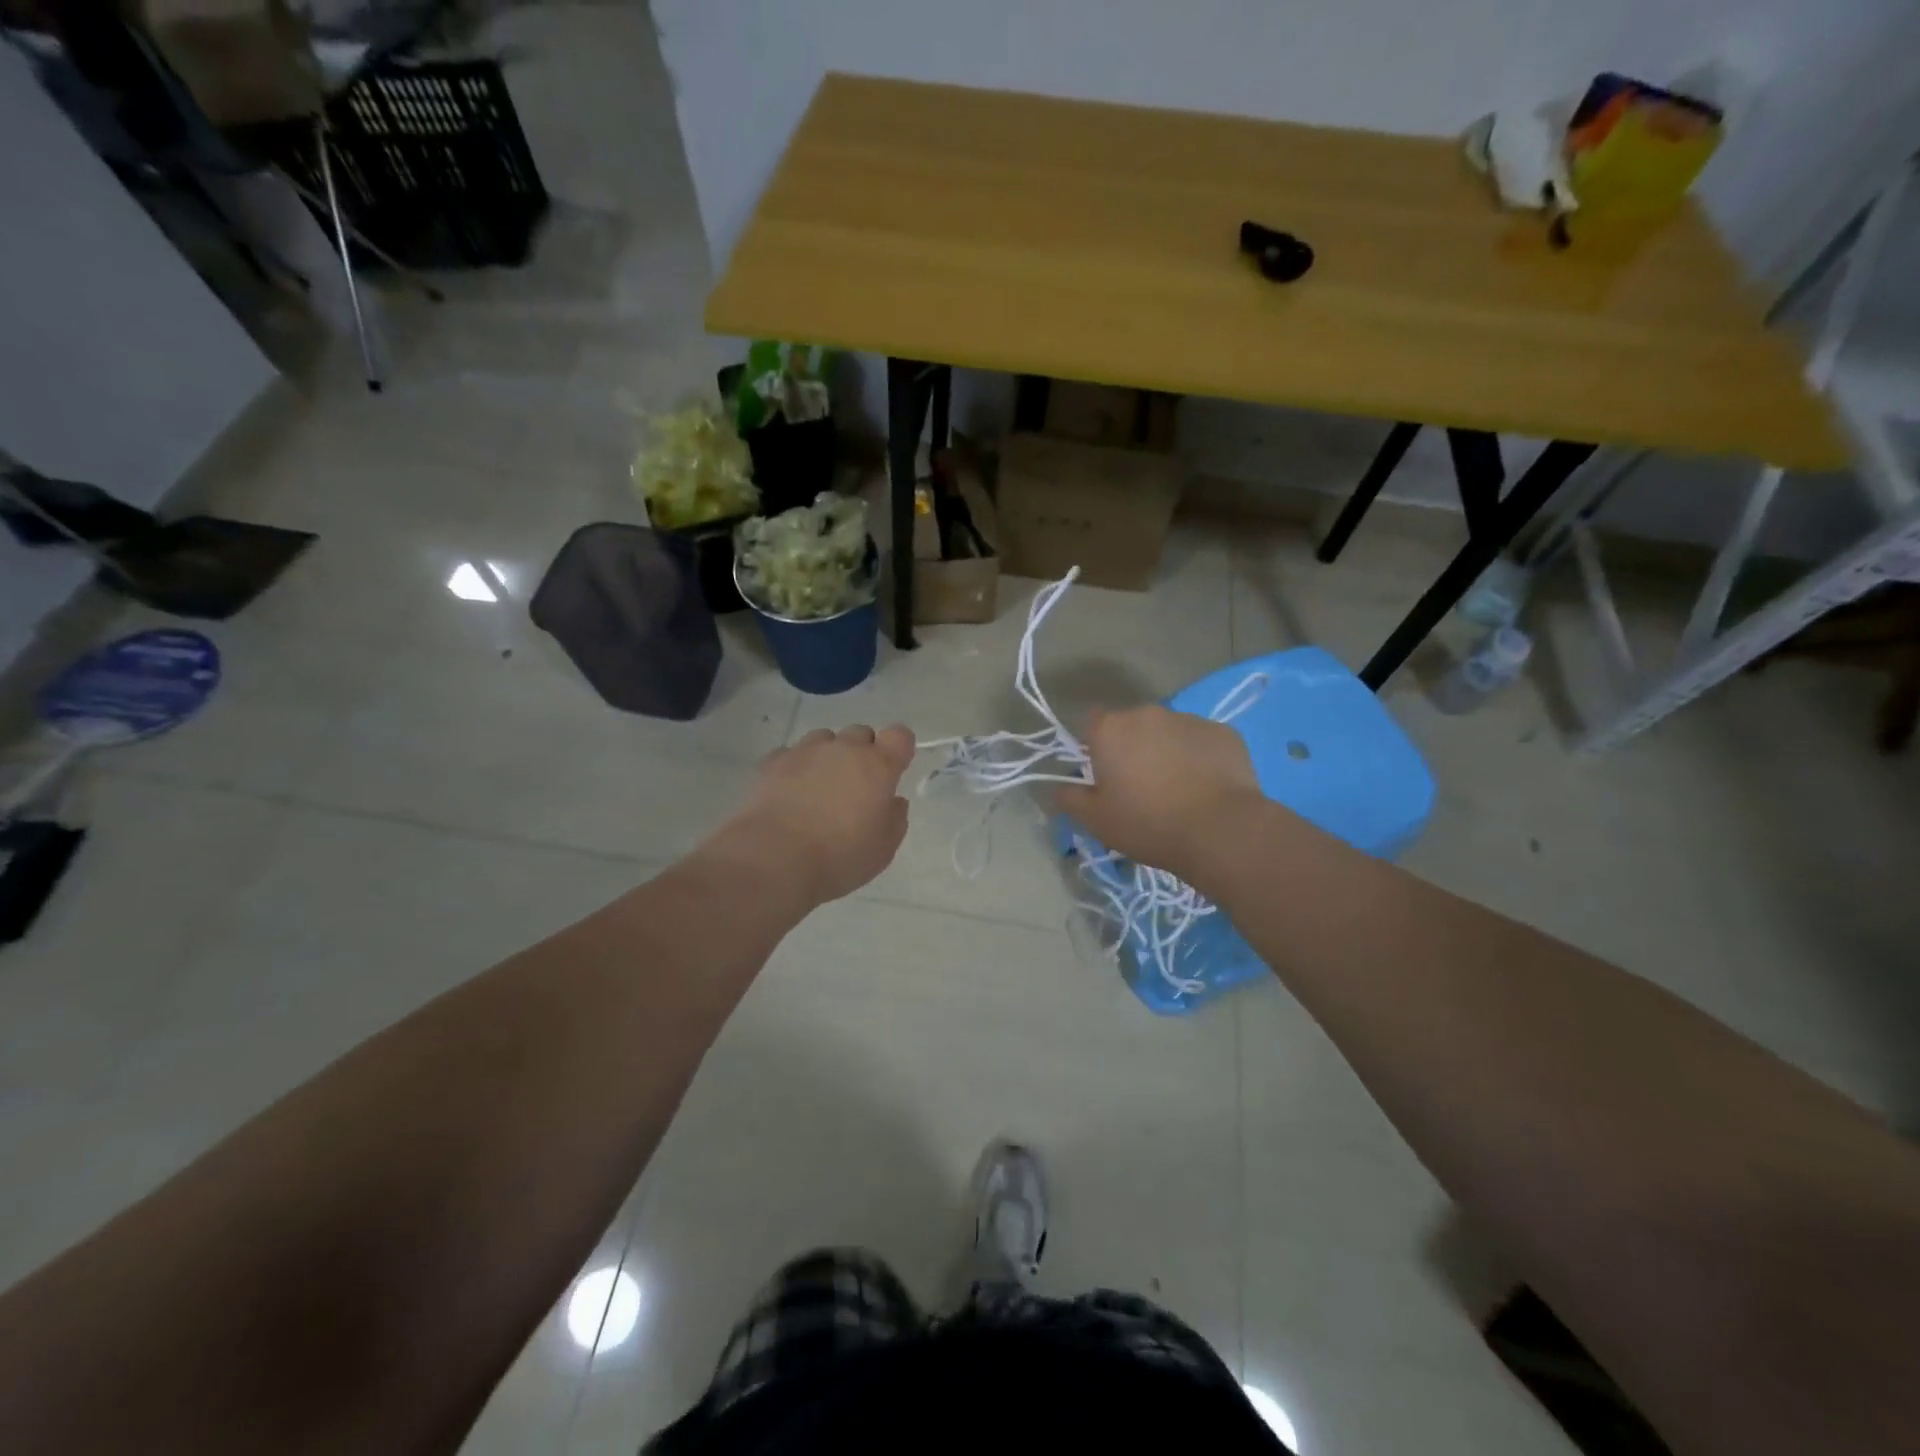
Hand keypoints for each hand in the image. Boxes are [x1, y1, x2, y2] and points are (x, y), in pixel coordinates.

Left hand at [717, 725, 914, 906]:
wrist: (775, 858)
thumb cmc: (839, 857)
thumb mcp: (883, 849)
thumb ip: (894, 819)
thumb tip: (893, 802)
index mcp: (878, 766)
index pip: (899, 735)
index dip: (898, 749)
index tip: (894, 769)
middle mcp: (844, 749)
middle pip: (860, 733)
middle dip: (862, 753)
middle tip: (856, 786)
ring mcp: (806, 751)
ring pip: (824, 739)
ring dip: (827, 756)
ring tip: (819, 787)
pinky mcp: (773, 762)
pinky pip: (791, 754)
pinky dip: (795, 767)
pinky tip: (790, 791)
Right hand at [1054, 706, 1260, 879]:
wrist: (1220, 830)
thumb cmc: (1148, 823)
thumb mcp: (1096, 820)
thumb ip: (1069, 798)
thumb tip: (1060, 787)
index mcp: (1111, 729)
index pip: (1091, 724)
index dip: (1094, 748)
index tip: (1104, 776)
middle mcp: (1148, 713)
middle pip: (1131, 726)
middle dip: (1132, 749)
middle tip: (1140, 787)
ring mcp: (1189, 719)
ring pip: (1168, 732)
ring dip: (1166, 751)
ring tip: (1178, 789)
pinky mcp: (1223, 732)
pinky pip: (1201, 741)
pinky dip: (1199, 757)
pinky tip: (1206, 787)